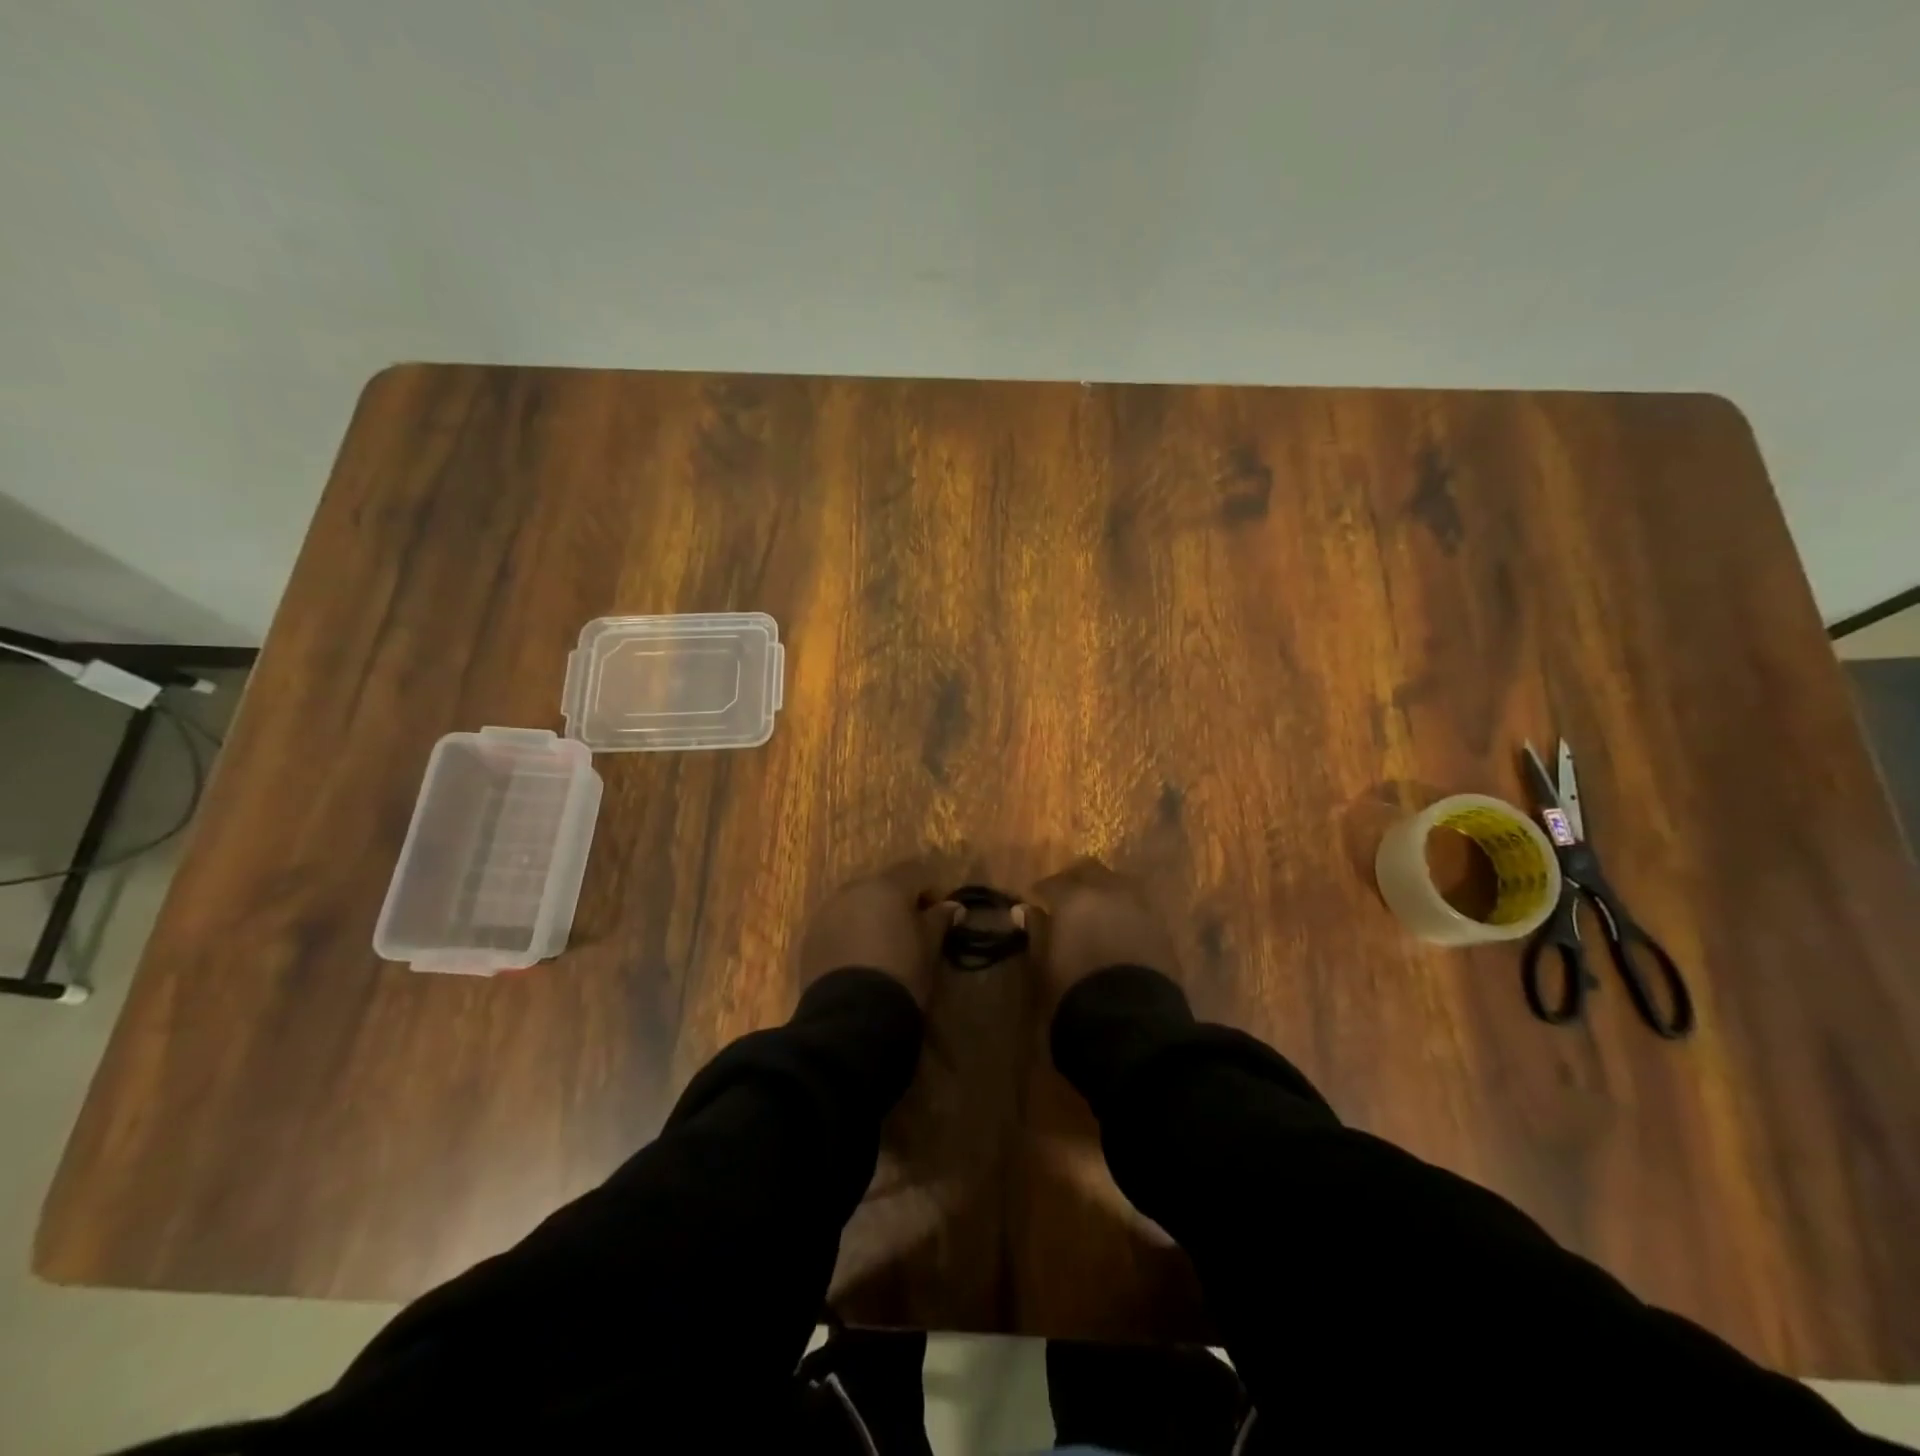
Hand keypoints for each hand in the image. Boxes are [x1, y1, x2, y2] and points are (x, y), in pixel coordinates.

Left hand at [797, 862, 960, 1008]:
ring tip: (880, 948)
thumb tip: (954, 907)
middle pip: (881, 886)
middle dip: (896, 903)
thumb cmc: (901, 974)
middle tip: (909, 933)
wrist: (853, 1016)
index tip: (937, 918)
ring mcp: (826, 912)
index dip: (930, 892)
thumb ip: (940, 920)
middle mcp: (853, 890)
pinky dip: (848, 934)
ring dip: (870, 917)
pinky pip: (835, 925)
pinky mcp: (809, 937)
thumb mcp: (929, 948)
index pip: (915, 872)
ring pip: (855, 904)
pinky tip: (857, 961)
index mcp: (886, 886)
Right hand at [1022, 858, 1178, 1010]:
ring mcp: (1140, 905)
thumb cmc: (1075, 991)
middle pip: (1088, 870)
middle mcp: (1109, 891)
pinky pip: (1137, 905)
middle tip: (1064, 902)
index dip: (1040, 894)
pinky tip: (1117, 929)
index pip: (1051, 883)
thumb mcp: (1043, 963)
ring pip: (1117, 883)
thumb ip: (1036, 930)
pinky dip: (1124, 910)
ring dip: (1103, 892)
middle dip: (1074, 881)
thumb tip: (1024, 910)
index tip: (1034, 905)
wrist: (1130, 1020)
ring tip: (1094, 914)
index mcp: (1075, 897)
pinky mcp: (1162, 925)